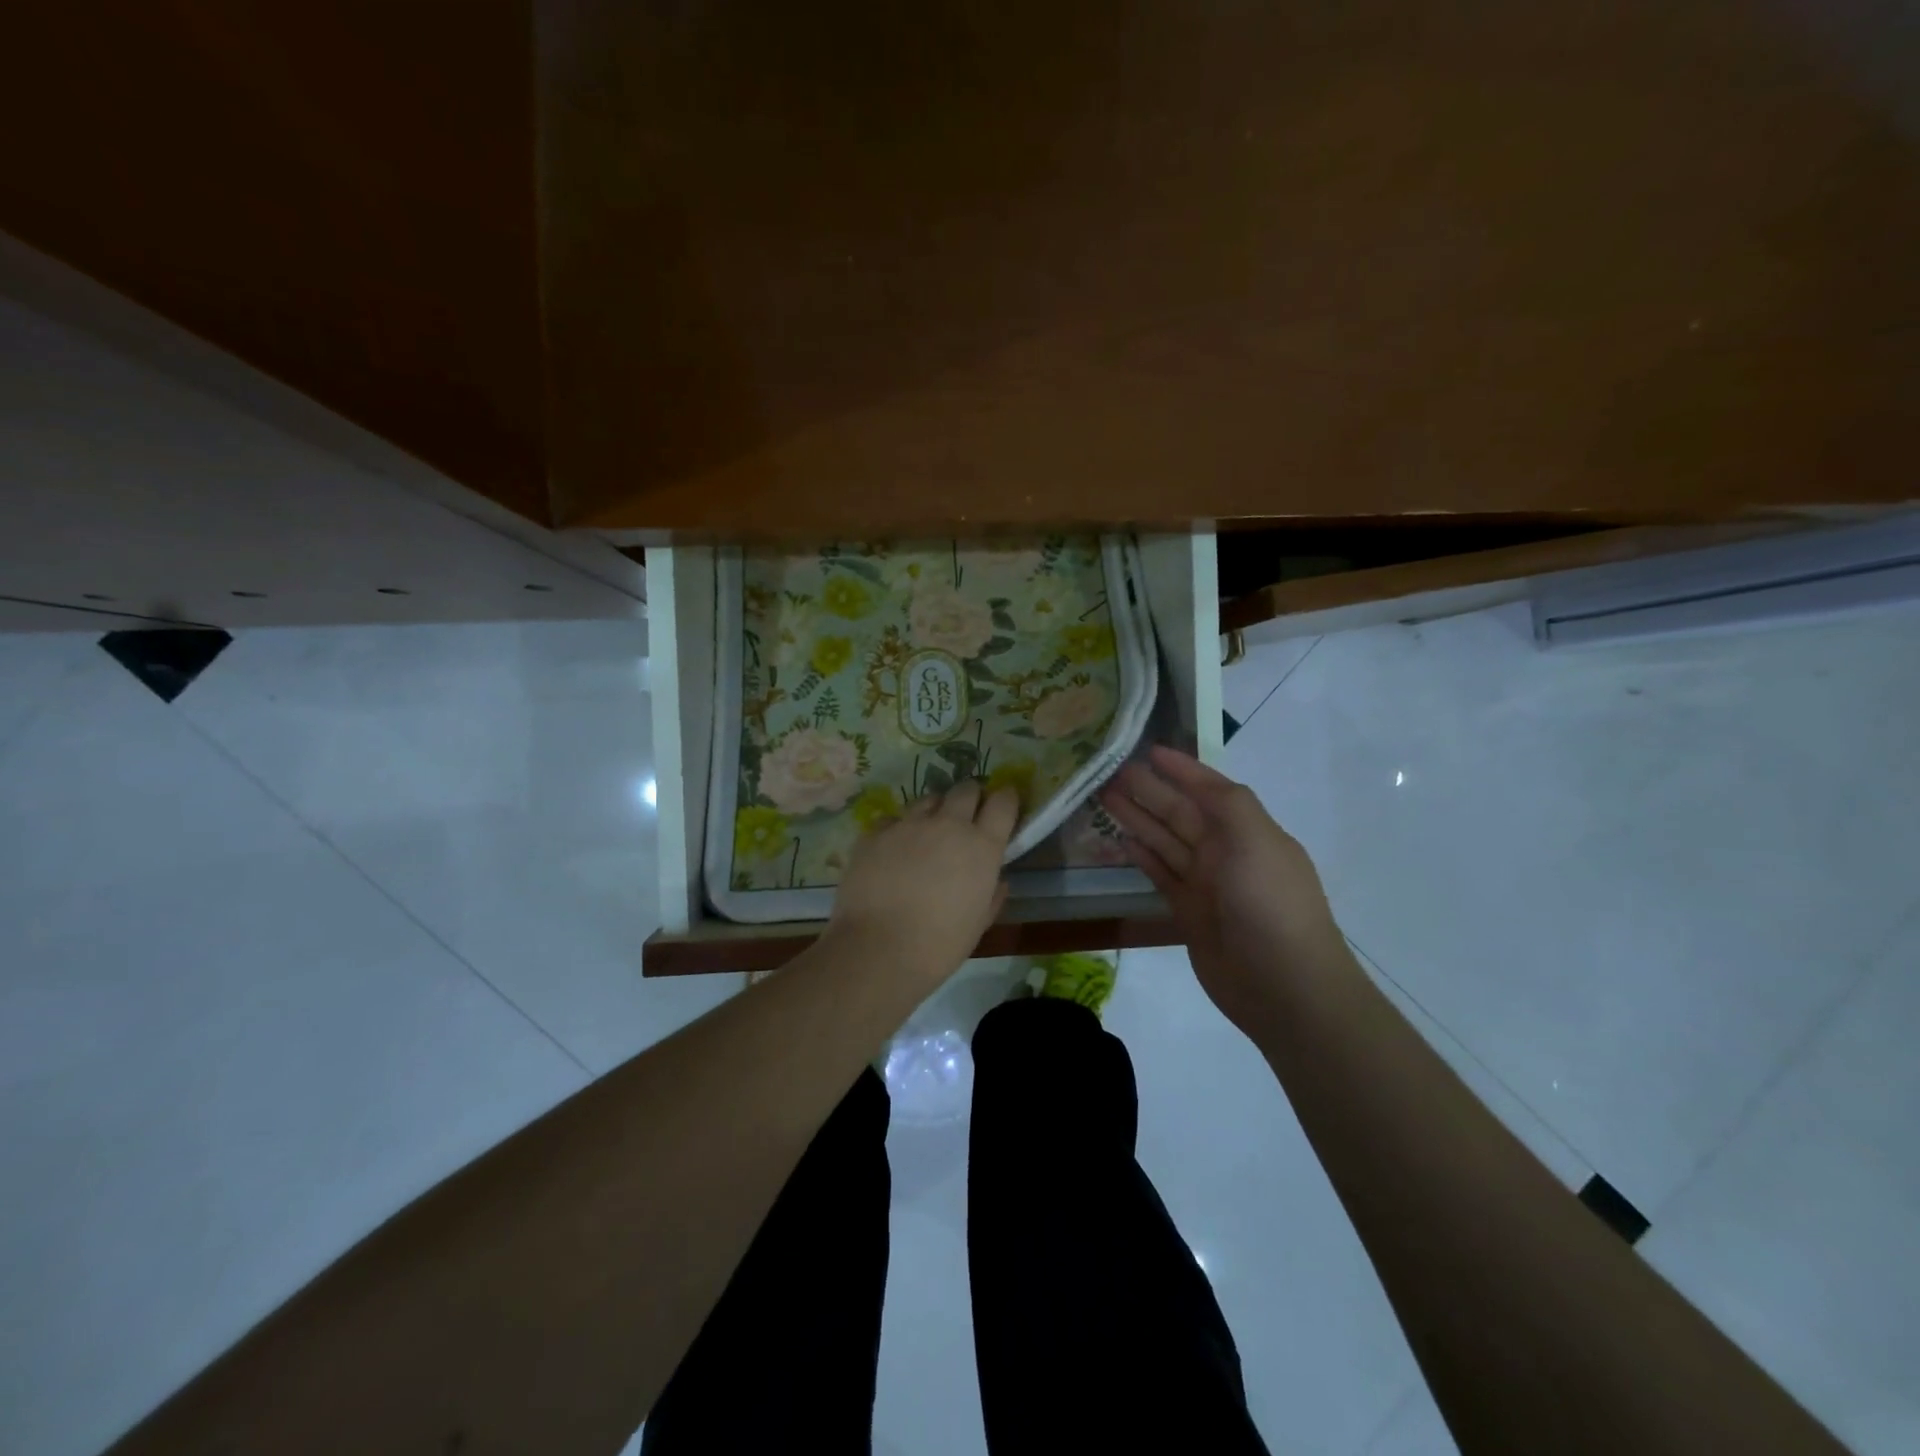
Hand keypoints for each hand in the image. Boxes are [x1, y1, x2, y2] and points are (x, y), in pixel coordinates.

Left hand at [828, 780, 1019, 988]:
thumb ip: (992, 895)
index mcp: (981, 846)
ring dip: (934, 811)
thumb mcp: (979, 924)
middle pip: (966, 788)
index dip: (1006, 799)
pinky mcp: (875, 832)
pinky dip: (898, 829)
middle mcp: (948, 824)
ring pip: (928, 799)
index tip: (1004, 804)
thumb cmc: (939, 945)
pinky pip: (892, 819)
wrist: (877, 950)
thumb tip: (998, 881)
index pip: (1003, 802)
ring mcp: (908, 824)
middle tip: (966, 817)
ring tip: (927, 833)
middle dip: (970, 797)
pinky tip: (893, 850)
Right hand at [1101, 747, 1355, 1036]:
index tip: (1149, 749)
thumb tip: (1195, 777)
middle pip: (1180, 812)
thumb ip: (1226, 802)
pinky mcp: (1188, 912)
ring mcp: (1206, 883)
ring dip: (1138, 818)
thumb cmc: (1270, 904)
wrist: (1284, 986)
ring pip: (1165, 841)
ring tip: (1105, 796)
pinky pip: (1161, 874)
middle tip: (1111, 770)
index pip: (1210, 789)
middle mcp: (1226, 852)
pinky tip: (1121, 840)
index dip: (1182, 769)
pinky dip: (1142, 856)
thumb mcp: (1255, 840)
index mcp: (1247, 830)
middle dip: (1149, 790)